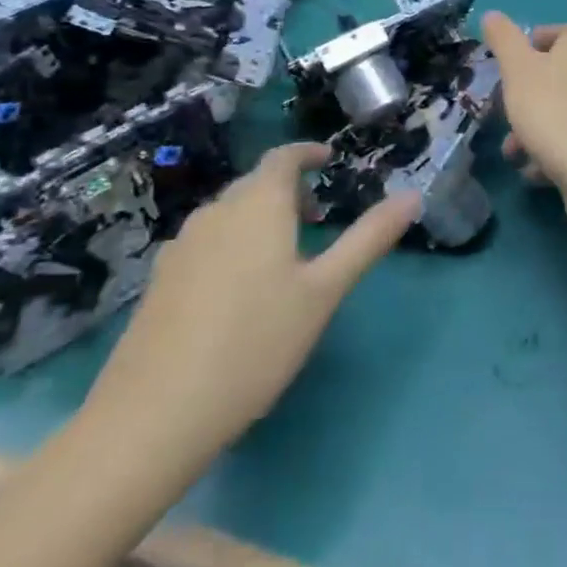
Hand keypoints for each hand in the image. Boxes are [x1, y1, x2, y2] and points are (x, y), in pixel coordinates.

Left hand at [82, 143, 416, 471]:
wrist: (154, 414)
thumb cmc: (256, 342)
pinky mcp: (160, 280)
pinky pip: (206, 242)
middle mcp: (215, 213)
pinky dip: (232, 243)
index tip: (328, 159)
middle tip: (318, 216)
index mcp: (258, 205)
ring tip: (284, 253)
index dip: (306, 152)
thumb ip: (368, 239)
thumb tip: (412, 195)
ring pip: (228, 214)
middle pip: (255, 184)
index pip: (282, 157)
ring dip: (259, 217)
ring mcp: (181, 246)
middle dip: (288, 189)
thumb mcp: (324, 291)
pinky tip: (239, 289)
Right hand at [482, 13, 566, 233]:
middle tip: (504, 114)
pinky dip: (553, 152)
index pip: (559, 32)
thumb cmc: (552, 110)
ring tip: (514, 153)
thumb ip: (503, 40)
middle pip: (557, 76)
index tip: (509, 66)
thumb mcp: (517, 69)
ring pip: (562, 111)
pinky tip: (535, 171)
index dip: (532, 44)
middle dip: (525, 98)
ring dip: (533, 130)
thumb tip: (492, 15)